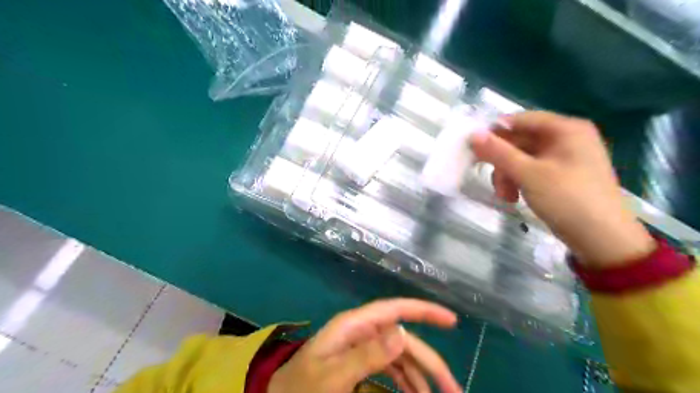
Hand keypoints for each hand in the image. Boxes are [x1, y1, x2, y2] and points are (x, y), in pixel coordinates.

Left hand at [268, 300, 463, 392]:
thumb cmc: (302, 388)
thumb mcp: (333, 376)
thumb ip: (366, 355)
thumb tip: (404, 332)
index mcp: (355, 326)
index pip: (394, 309)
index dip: (424, 310)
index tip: (451, 320)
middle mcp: (362, 332)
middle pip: (404, 340)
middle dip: (430, 362)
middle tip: (454, 389)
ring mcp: (362, 348)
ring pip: (401, 357)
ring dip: (421, 376)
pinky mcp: (361, 363)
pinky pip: (391, 370)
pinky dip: (406, 382)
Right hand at [469, 112, 656, 268]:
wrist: (602, 239)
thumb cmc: (567, 199)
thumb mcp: (528, 173)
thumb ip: (499, 152)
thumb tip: (473, 134)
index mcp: (566, 129)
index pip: (521, 120)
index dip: (495, 133)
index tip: (475, 150)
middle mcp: (567, 138)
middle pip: (520, 141)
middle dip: (502, 162)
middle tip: (491, 180)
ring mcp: (565, 158)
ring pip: (523, 158)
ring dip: (508, 175)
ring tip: (504, 196)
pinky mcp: (562, 176)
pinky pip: (532, 171)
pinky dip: (519, 182)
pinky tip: (514, 198)